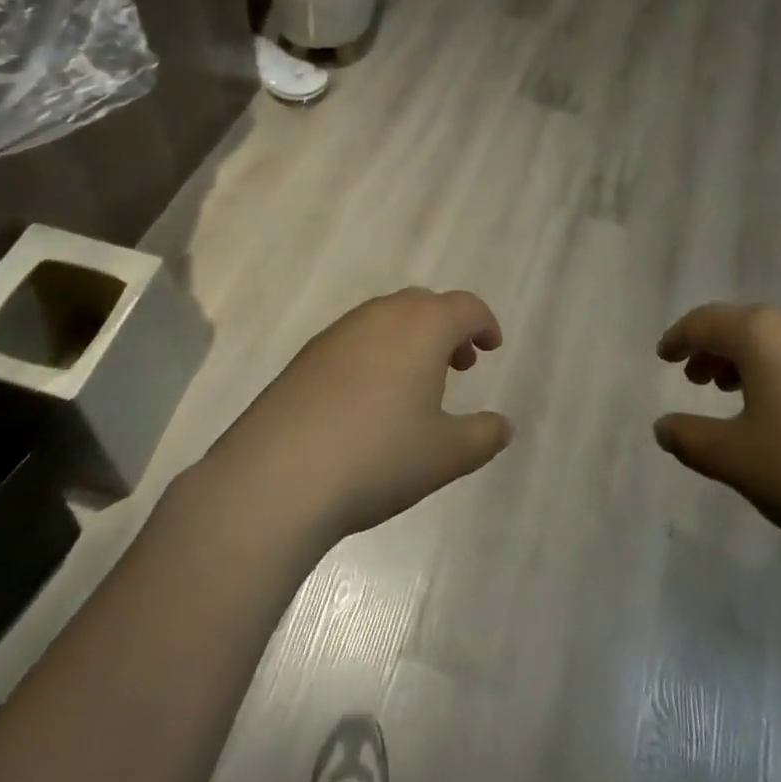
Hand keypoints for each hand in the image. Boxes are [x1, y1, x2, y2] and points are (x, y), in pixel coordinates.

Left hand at [198, 288, 513, 547]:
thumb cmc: (377, 457)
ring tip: (415, 385)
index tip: (492, 346)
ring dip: (411, 339)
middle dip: (448, 329)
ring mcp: (340, 331)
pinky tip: (369, 400)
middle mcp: (382, 315)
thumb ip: (482, 436)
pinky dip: (377, 353)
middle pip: (425, 305)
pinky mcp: (308, 355)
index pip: (465, 307)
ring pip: (388, 319)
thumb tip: (503, 426)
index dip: (484, 323)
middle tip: (459, 365)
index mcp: (423, 325)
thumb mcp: (444, 455)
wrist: (277, 476)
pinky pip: (356, 339)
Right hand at [654, 303, 780, 581]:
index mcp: (762, 333)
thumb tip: (662, 427)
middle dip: (714, 348)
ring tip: (734, 394)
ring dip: (748, 360)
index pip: (706, 321)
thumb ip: (690, 438)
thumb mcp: (735, 459)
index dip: (679, 337)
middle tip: (694, 378)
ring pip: (779, 340)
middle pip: (744, 324)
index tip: (662, 355)